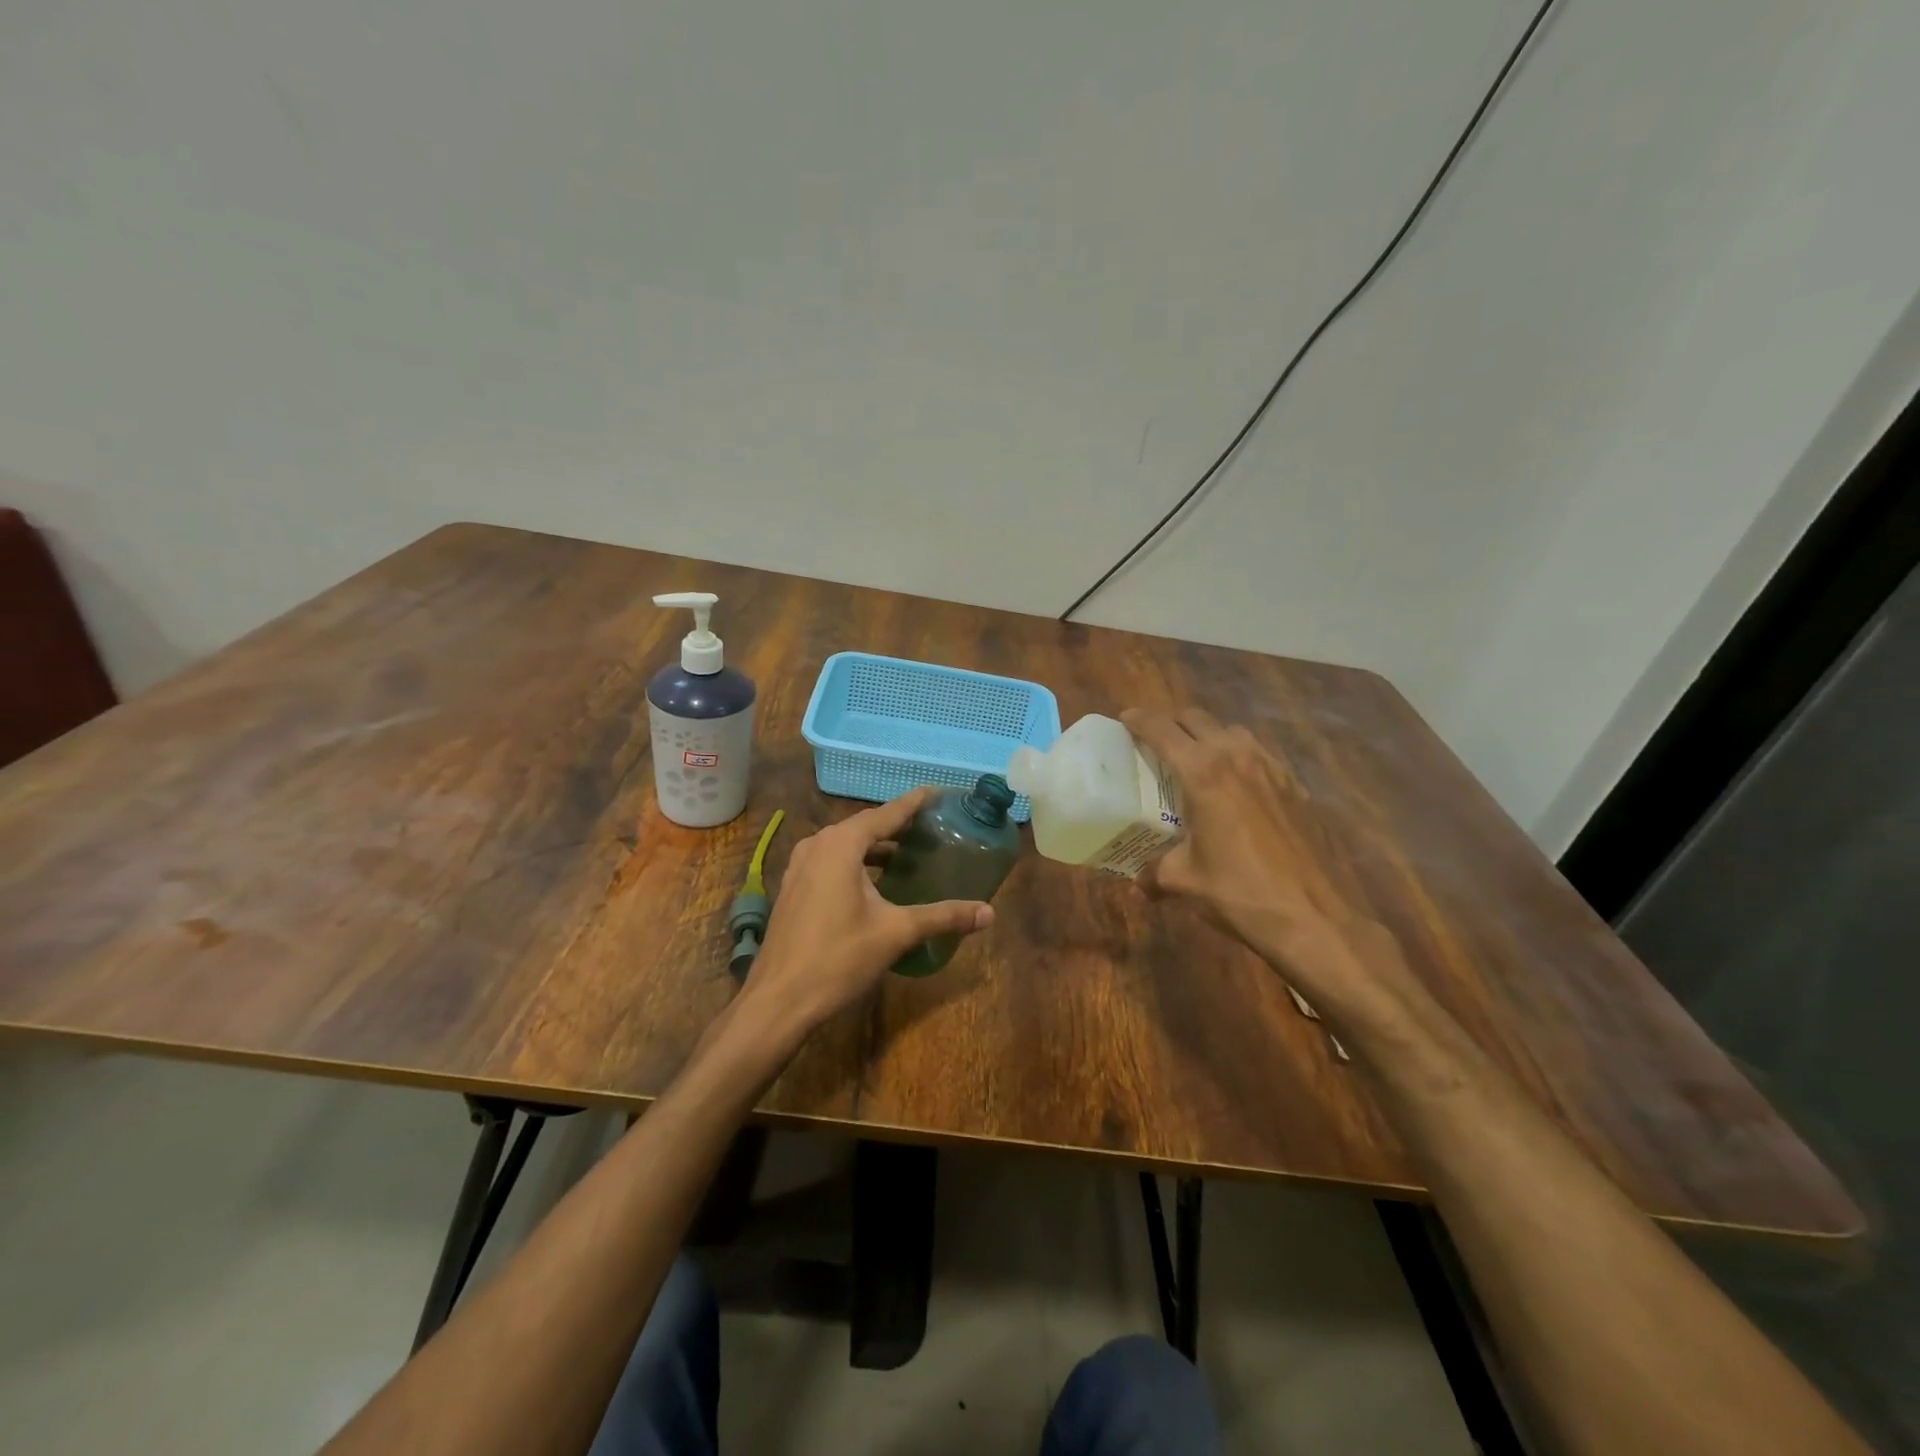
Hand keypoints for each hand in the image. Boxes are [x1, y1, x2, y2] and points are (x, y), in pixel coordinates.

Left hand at [740, 788, 994, 1036]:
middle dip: (897, 825)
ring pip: (845, 845)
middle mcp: (817, 845)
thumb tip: (989, 914)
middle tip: (930, 828)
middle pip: (864, 826)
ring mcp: (799, 866)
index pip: (886, 814)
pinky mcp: (793, 888)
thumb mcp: (896, 933)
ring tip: (907, 854)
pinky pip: (830, 861)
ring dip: (875, 846)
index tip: (938, 792)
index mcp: (841, 845)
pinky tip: (874, 883)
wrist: (778, 1000)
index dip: (914, 803)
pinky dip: (856, 862)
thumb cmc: (838, 958)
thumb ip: (943, 917)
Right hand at [1121, 707, 1412, 1022]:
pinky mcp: (1294, 784)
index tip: (1124, 719)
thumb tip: (1140, 881)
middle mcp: (1236, 756)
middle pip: (1196, 718)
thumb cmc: (1237, 892)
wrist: (1309, 916)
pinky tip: (1235, 785)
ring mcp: (1271, 767)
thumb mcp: (1182, 881)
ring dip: (1207, 735)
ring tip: (1195, 760)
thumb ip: (1154, 872)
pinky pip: (1259, 753)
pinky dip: (1238, 756)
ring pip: (1231, 730)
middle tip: (1154, 741)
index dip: (1138, 720)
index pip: (1161, 729)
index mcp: (1202, 772)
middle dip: (1171, 723)